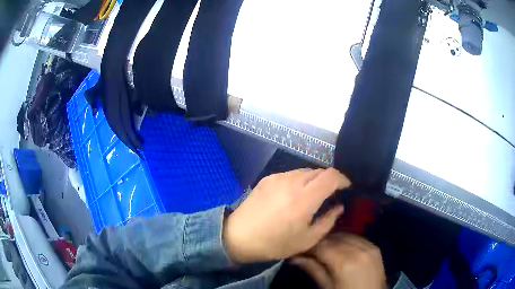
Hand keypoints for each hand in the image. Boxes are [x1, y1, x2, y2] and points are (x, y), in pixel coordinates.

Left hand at [223, 168, 349, 262]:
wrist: (238, 236)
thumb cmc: (274, 243)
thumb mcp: (306, 240)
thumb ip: (327, 221)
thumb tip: (338, 207)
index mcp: (304, 198)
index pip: (331, 176)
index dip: (343, 179)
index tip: (347, 187)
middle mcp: (292, 181)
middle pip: (319, 171)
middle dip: (329, 180)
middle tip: (330, 195)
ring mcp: (278, 177)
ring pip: (305, 171)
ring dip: (314, 180)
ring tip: (312, 196)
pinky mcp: (267, 178)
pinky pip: (291, 174)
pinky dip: (299, 181)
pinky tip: (294, 195)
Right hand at [291, 233, 385, 288]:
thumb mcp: (328, 287)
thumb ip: (313, 270)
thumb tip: (294, 258)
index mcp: (344, 262)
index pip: (321, 245)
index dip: (307, 245)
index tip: (298, 248)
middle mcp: (358, 249)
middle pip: (333, 237)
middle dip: (319, 242)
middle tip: (308, 249)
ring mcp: (369, 246)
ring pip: (345, 235)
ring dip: (332, 239)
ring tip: (322, 249)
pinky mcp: (375, 247)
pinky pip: (357, 238)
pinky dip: (345, 240)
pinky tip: (339, 248)